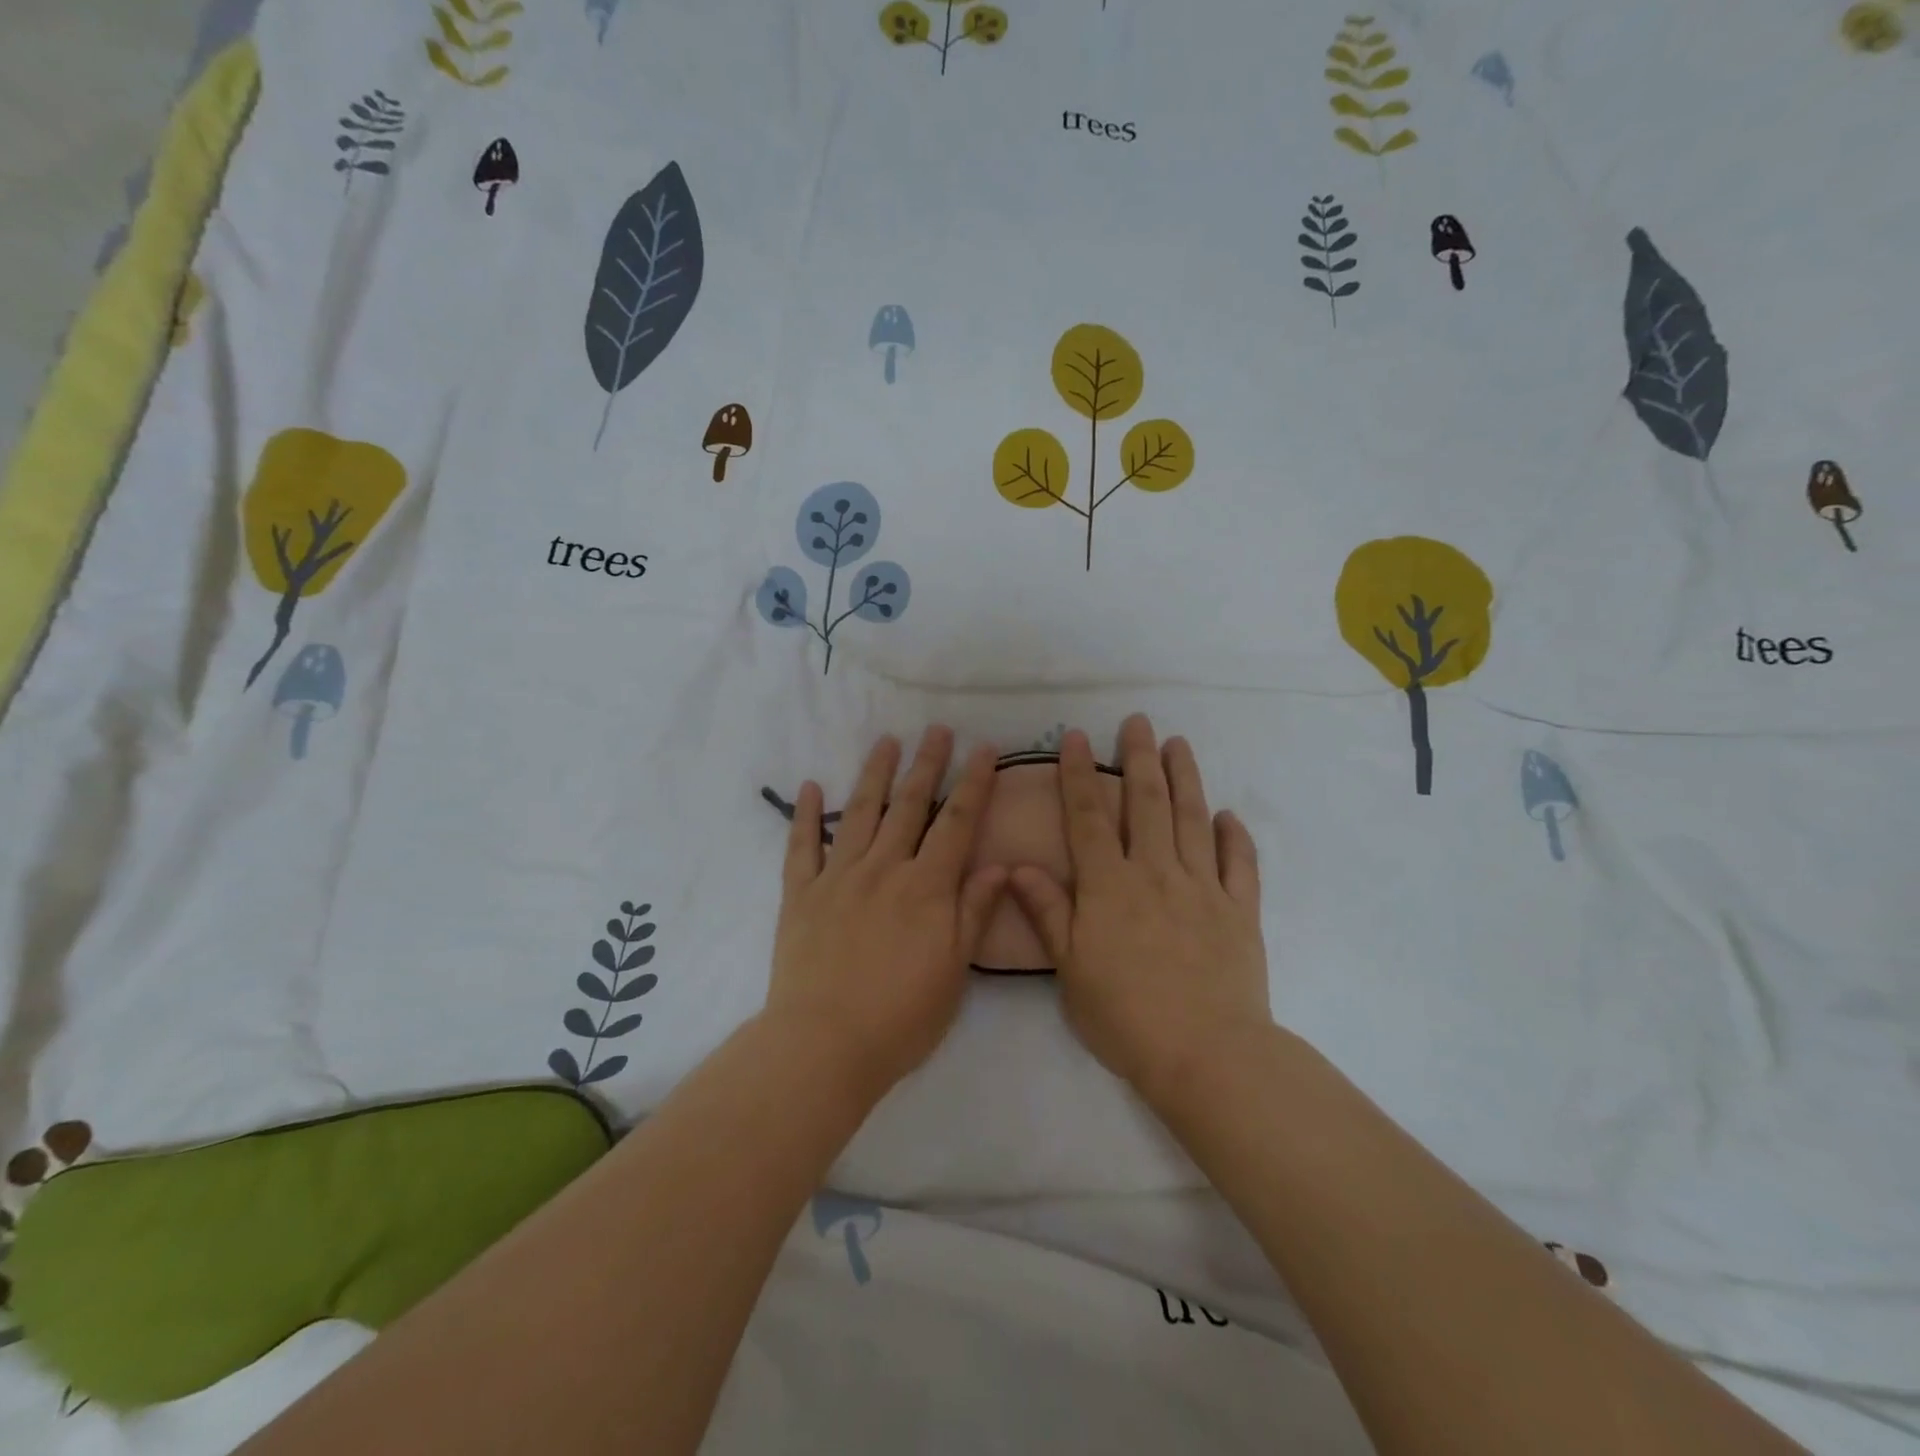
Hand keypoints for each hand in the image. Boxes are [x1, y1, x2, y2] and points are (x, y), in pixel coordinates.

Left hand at [767, 726, 1008, 1098]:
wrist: (824, 1045)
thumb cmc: (901, 1016)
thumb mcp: (955, 970)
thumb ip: (975, 911)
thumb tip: (1002, 864)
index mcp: (926, 887)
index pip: (957, 822)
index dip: (974, 782)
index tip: (985, 748)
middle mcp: (884, 869)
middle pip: (909, 806)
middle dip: (927, 764)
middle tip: (937, 729)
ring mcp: (838, 877)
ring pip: (859, 814)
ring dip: (875, 774)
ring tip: (887, 742)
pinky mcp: (800, 895)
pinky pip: (801, 846)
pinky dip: (804, 815)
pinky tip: (808, 787)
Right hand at [1009, 715, 1271, 1102]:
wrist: (1205, 1054)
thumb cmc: (1125, 1014)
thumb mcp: (1070, 968)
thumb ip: (1048, 912)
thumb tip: (1018, 865)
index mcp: (1110, 886)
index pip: (1089, 817)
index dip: (1080, 774)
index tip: (1077, 737)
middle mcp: (1156, 873)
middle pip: (1146, 804)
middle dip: (1139, 758)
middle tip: (1138, 721)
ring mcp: (1203, 888)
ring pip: (1192, 820)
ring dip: (1185, 778)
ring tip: (1179, 744)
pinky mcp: (1240, 911)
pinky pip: (1240, 864)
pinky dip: (1235, 836)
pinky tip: (1228, 815)